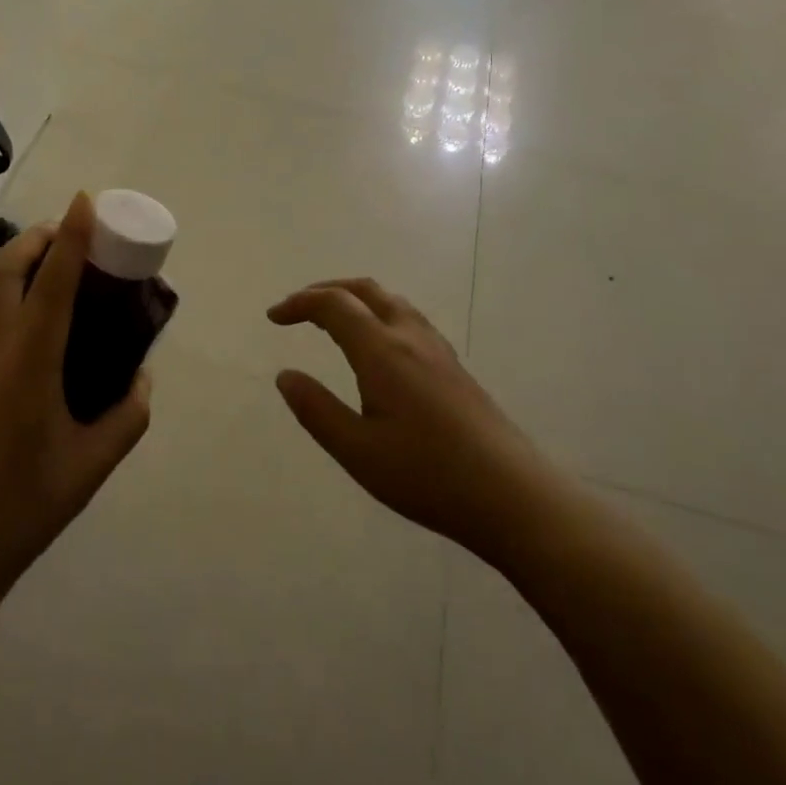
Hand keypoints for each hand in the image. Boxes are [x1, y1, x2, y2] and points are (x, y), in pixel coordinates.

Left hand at [0, 193, 150, 604]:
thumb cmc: (25, 509)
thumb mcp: (93, 466)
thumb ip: (129, 416)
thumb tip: (143, 377)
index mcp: (28, 364)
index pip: (53, 283)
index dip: (71, 237)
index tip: (83, 201)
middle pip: (4, 273)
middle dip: (33, 240)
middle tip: (62, 232)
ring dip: (10, 268)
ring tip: (40, 266)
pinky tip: (15, 330)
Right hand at [268, 278, 544, 560]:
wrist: (512, 495)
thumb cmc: (427, 475)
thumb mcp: (357, 451)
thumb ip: (316, 410)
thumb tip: (285, 376)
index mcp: (382, 351)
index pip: (334, 305)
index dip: (300, 303)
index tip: (273, 317)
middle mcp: (410, 337)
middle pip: (365, 289)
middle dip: (325, 290)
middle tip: (297, 309)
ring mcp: (437, 350)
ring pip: (391, 301)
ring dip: (355, 299)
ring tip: (332, 321)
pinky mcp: (454, 367)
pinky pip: (408, 318)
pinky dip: (378, 313)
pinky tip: (377, 347)